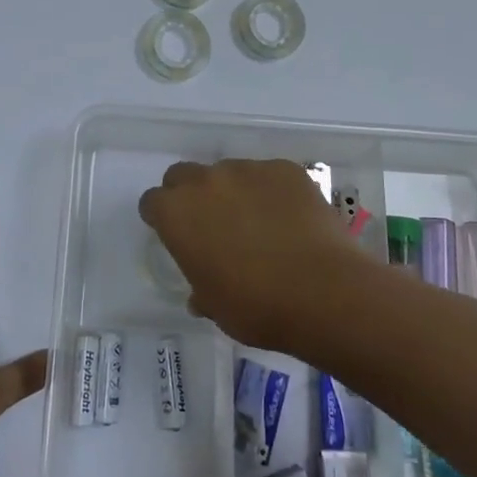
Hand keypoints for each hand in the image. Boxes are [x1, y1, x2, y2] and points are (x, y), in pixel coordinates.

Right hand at [137, 159, 377, 351]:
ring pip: (229, 173)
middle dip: (190, 195)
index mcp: (177, 213)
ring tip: (260, 225)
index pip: (152, 202)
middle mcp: (206, 181)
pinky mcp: (285, 169)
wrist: (324, 292)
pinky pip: (268, 176)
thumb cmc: (257, 307)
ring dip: (233, 192)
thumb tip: (200, 294)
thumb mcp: (215, 307)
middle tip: (212, 225)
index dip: (162, 218)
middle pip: (184, 175)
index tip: (176, 236)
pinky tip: (290, 220)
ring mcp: (248, 169)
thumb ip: (200, 289)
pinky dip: (272, 192)